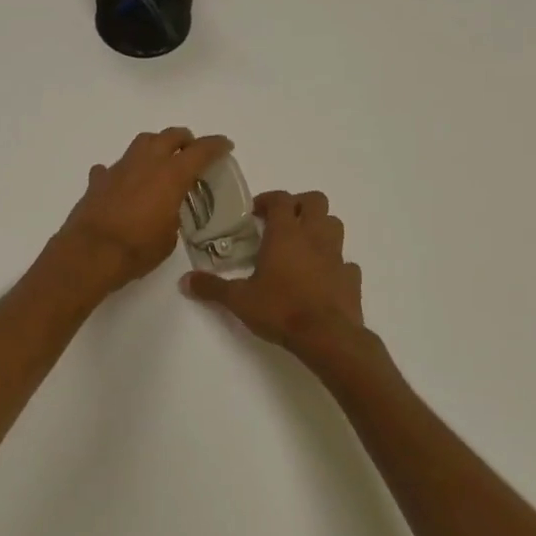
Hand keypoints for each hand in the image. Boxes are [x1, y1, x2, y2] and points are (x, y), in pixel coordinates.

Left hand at [53, 128, 233, 296]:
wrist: (90, 253)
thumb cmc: (137, 249)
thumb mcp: (168, 237)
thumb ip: (171, 215)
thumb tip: (165, 211)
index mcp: (171, 176)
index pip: (200, 151)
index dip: (216, 145)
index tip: (225, 145)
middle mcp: (146, 163)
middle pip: (169, 136)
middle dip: (184, 139)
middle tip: (192, 149)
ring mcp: (119, 168)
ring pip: (141, 143)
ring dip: (155, 145)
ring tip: (160, 159)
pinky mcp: (98, 180)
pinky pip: (113, 167)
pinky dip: (122, 172)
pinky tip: (123, 182)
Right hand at [181, 189, 365, 359]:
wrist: (328, 337)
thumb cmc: (281, 309)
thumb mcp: (239, 300)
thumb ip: (212, 287)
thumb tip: (184, 281)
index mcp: (286, 233)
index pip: (281, 199)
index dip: (268, 199)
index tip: (255, 213)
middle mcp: (314, 236)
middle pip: (315, 200)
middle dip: (299, 205)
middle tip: (281, 222)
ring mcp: (337, 255)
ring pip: (334, 224)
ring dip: (319, 227)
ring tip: (302, 244)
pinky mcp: (351, 277)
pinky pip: (345, 260)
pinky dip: (334, 262)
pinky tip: (322, 276)